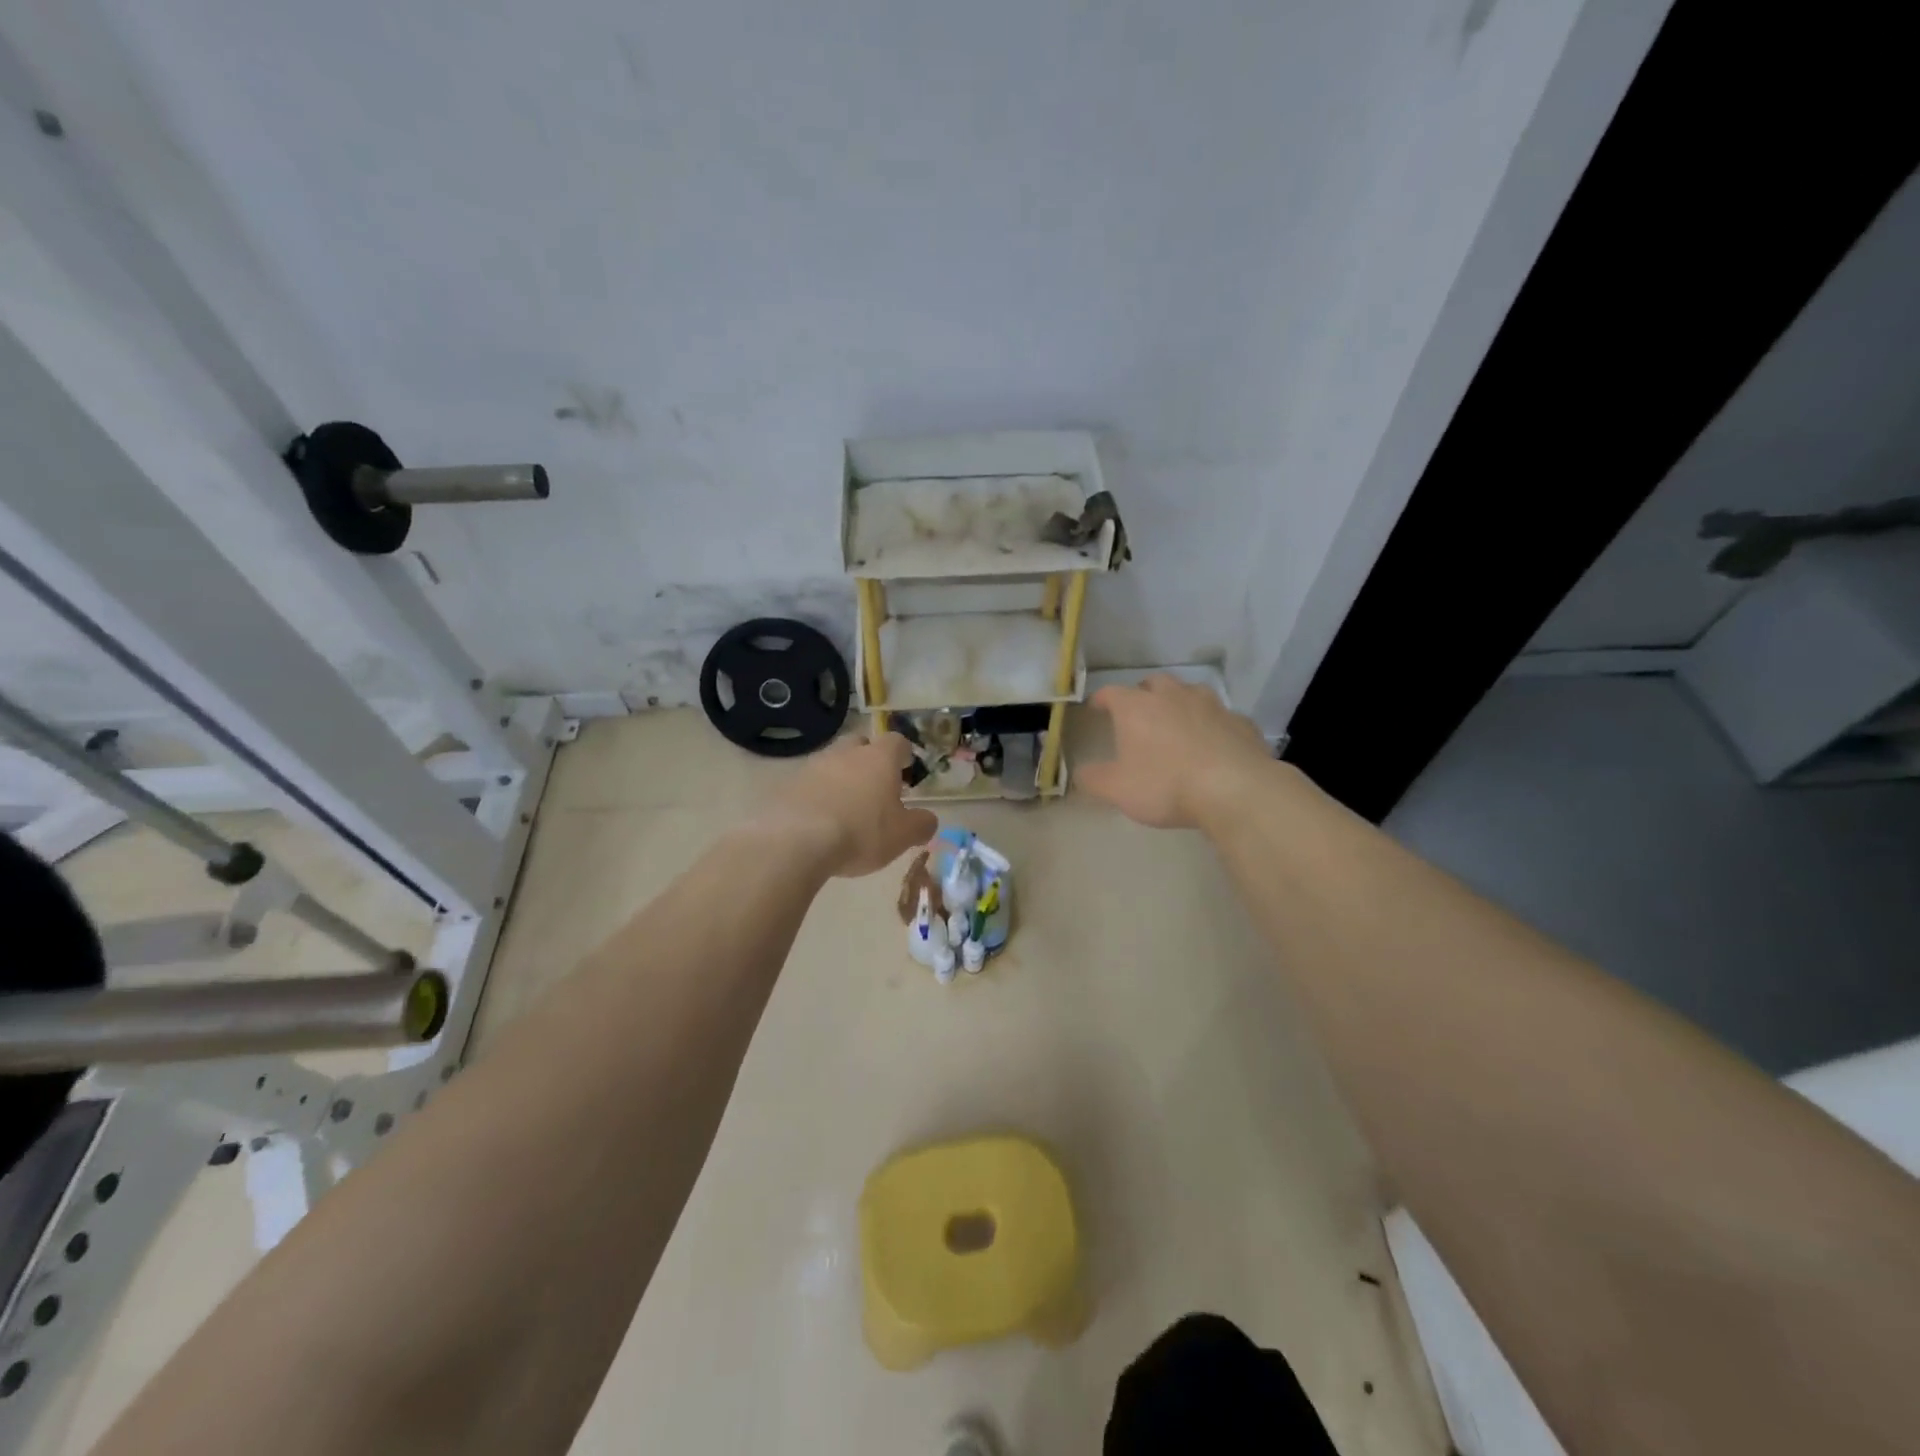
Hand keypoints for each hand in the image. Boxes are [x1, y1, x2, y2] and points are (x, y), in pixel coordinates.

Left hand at [764, 734, 937, 877]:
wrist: (796, 841)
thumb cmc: (861, 833)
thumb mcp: (902, 836)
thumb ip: (922, 825)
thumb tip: (929, 820)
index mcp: (879, 759)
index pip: (896, 741)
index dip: (902, 753)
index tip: (905, 769)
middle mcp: (846, 753)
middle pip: (860, 744)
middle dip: (868, 759)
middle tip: (874, 786)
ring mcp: (813, 765)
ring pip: (832, 762)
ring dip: (840, 777)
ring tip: (845, 807)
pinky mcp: (788, 784)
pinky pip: (809, 783)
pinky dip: (817, 795)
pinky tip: (818, 819)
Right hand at [1076, 676, 1271, 829]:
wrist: (1235, 789)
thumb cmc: (1165, 785)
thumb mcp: (1117, 789)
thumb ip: (1093, 779)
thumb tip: (1081, 772)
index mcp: (1137, 707)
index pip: (1111, 692)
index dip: (1101, 699)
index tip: (1096, 708)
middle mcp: (1173, 696)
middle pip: (1153, 684)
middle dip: (1143, 694)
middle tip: (1139, 713)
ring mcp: (1211, 705)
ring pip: (1190, 693)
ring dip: (1180, 703)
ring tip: (1177, 723)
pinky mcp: (1240, 722)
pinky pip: (1221, 717)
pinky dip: (1212, 725)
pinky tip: (1213, 744)